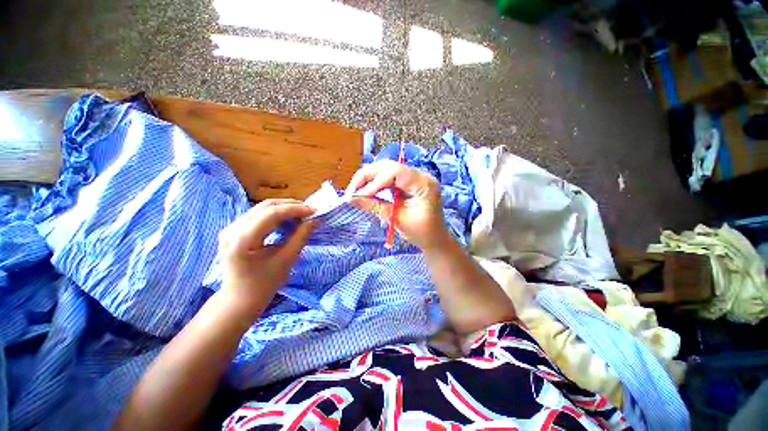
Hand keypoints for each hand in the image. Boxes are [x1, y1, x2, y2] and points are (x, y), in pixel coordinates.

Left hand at [218, 199, 315, 315]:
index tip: (314, 210)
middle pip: (265, 207)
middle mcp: (232, 229)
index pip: (271, 214)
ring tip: (302, 214)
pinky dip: (276, 215)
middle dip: (291, 206)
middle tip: (310, 210)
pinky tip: (288, 219)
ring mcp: (230, 228)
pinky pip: (258, 215)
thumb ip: (301, 236)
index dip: (295, 210)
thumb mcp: (286, 260)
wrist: (240, 299)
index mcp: (242, 240)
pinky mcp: (234, 230)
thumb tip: (315, 220)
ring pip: (262, 208)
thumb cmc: (265, 284)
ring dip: (284, 209)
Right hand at [345, 160, 449, 250]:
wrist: (435, 239)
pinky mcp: (410, 182)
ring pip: (387, 170)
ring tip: (357, 191)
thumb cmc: (421, 233)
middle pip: (389, 166)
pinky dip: (377, 183)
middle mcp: (421, 175)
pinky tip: (368, 191)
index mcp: (423, 184)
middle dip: (368, 176)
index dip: (374, 181)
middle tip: (352, 191)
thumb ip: (374, 206)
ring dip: (370, 179)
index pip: (395, 172)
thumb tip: (351, 198)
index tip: (358, 195)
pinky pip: (390, 177)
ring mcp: (415, 177)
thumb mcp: (397, 220)